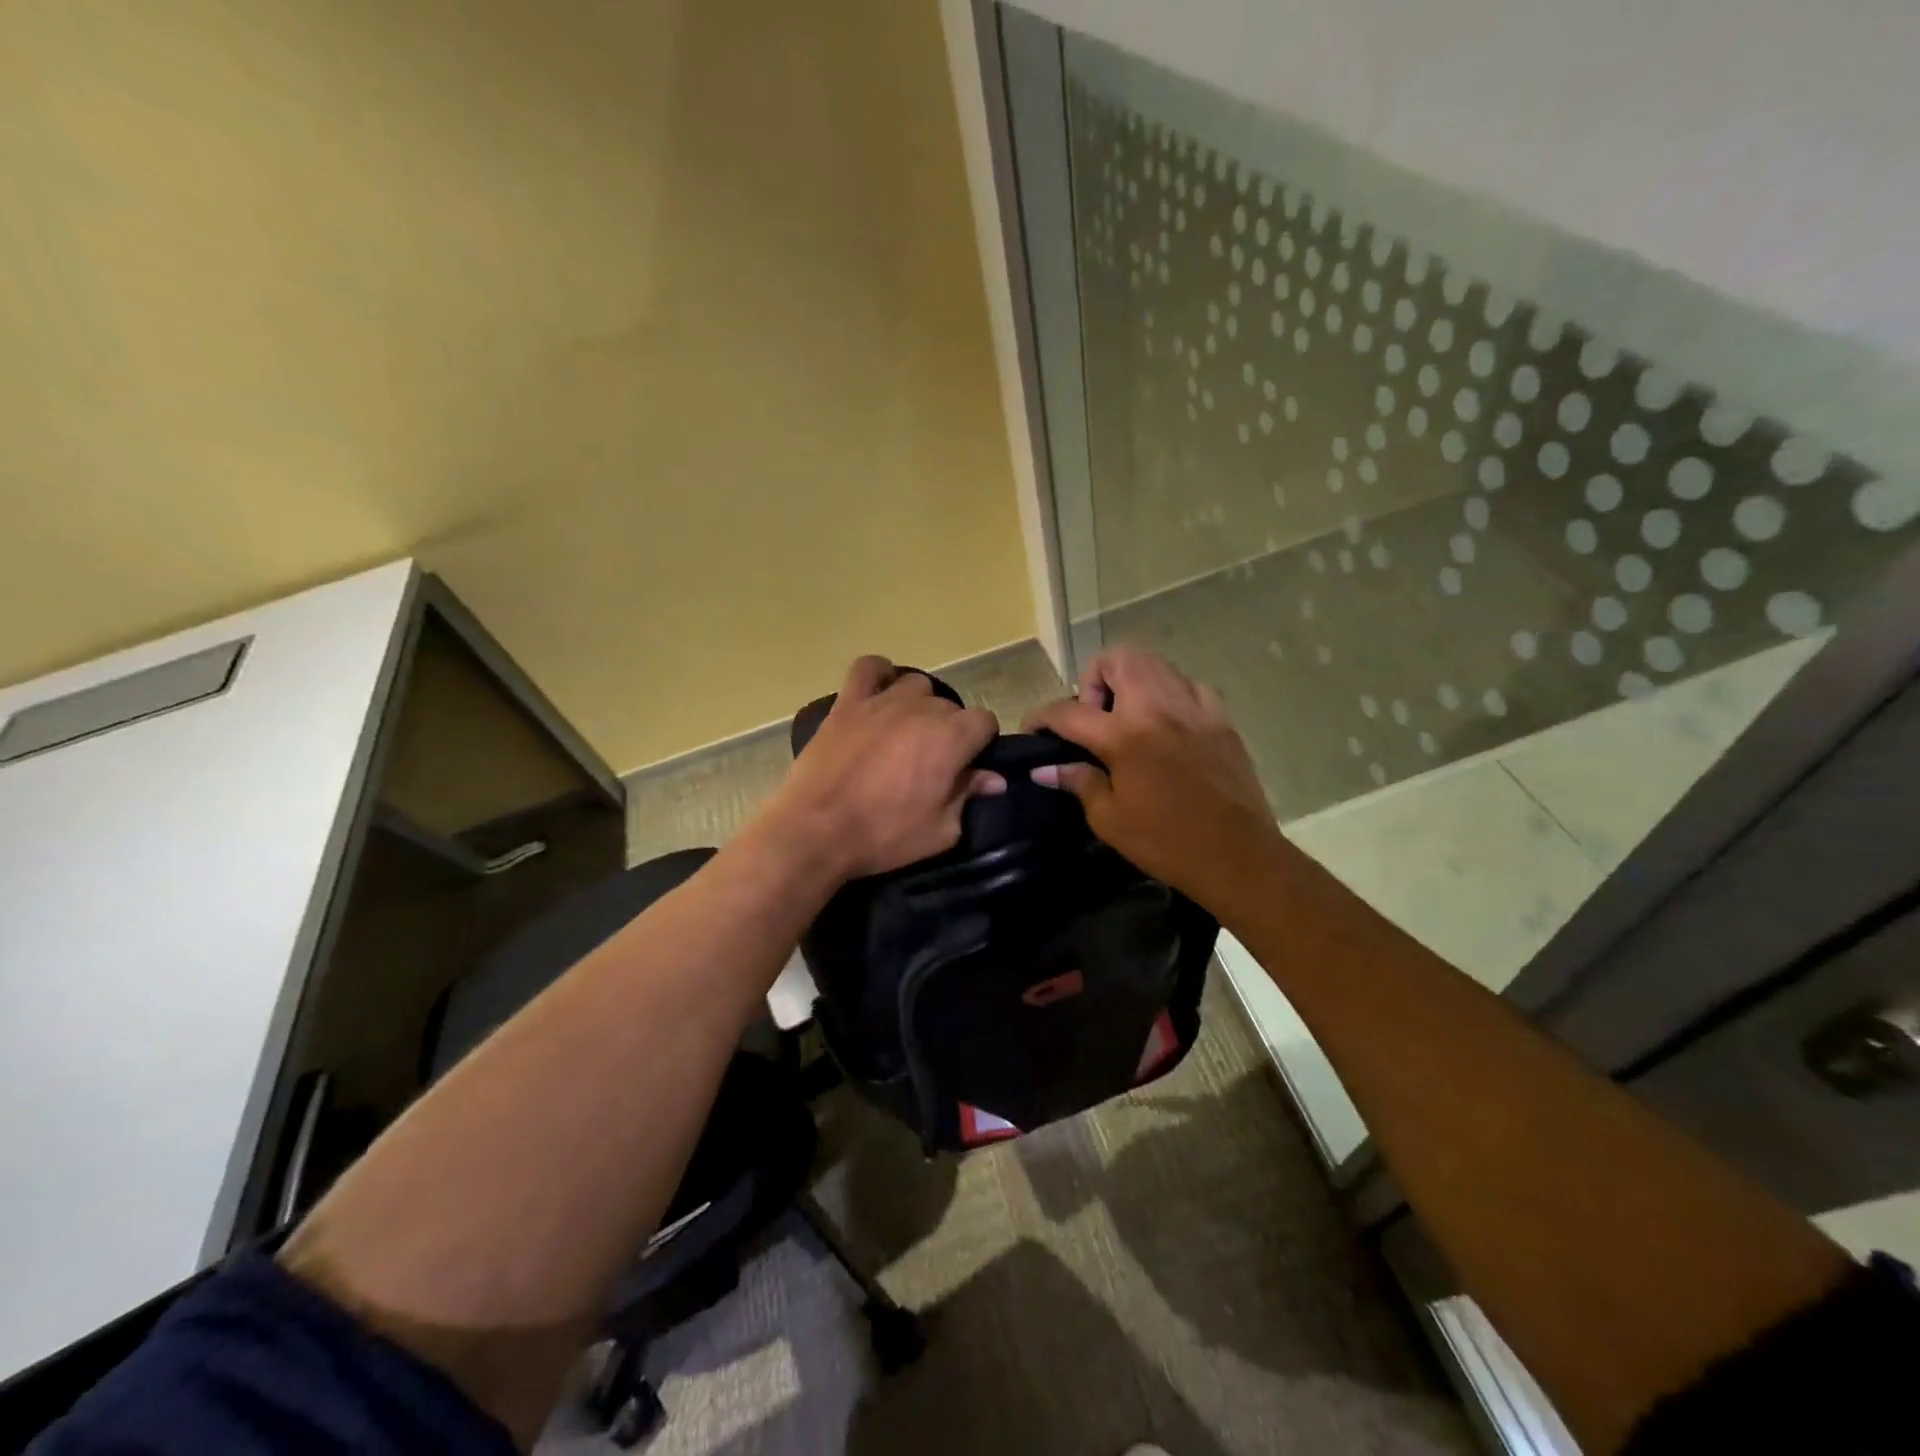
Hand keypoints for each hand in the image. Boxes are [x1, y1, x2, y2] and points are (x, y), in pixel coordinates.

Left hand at [766, 656, 1003, 881]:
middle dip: (948, 731)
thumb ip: (969, 796)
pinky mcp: (848, 702)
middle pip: (950, 706)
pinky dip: (878, 674)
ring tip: (904, 733)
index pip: (984, 721)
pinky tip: (878, 692)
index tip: (967, 766)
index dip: (980, 743)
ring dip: (918, 705)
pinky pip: (867, 668)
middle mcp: (922, 709)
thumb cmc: (885, 835)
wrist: (817, 830)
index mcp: (951, 738)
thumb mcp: (941, 831)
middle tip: (931, 763)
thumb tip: (993, 779)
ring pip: (915, 685)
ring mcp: (882, 701)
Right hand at [1023, 646, 1282, 906]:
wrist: (1238, 857)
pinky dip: (1169, 694)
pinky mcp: (1221, 719)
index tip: (1032, 729)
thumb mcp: (1110, 820)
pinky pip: (1188, 685)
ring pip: (1155, 664)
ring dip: (1130, 681)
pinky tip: (1166, 725)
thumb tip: (1045, 768)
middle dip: (1093, 679)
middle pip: (1117, 659)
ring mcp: (1195, 708)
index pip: (1069, 711)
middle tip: (1092, 717)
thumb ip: (1078, 782)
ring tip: (1126, 718)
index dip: (1041, 717)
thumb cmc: (1167, 843)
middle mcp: (1159, 708)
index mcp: (1126, 736)